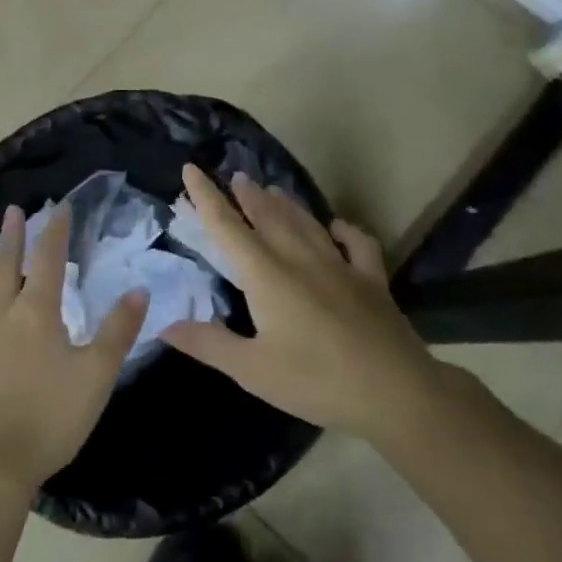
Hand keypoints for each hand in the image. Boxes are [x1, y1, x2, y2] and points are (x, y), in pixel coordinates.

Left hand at [0, 204, 147, 497]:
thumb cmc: (50, 420)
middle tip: (13, 210)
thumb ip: (118, 331)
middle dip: (11, 236)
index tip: (59, 207)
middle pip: (4, 266)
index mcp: (36, 314)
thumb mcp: (96, 376)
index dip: (55, 232)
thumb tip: (139, 290)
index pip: (48, 262)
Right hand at [162, 165, 440, 440]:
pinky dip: (344, 230)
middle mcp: (300, 259)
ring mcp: (340, 266)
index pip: (227, 227)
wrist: (396, 392)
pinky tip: (337, 227)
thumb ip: (209, 344)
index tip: (191, 169)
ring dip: (286, 204)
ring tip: (271, 188)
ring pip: (306, 223)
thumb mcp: (253, 370)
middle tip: (236, 176)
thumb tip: (165, 325)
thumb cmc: (316, 381)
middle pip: (268, 216)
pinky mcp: (372, 280)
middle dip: (248, 194)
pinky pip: (357, 243)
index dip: (206, 197)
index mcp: (266, 275)